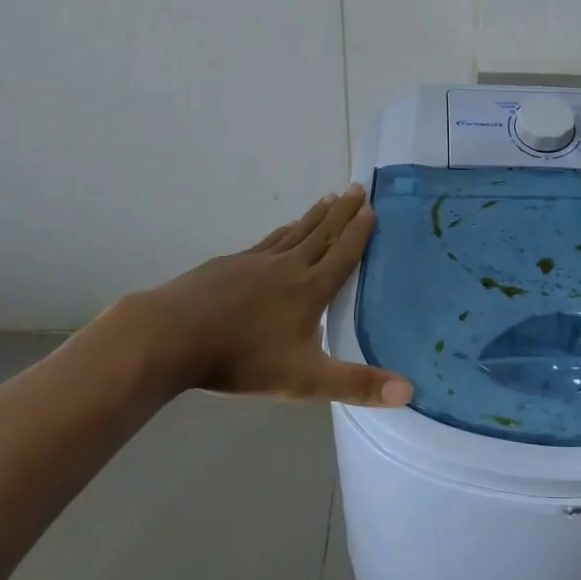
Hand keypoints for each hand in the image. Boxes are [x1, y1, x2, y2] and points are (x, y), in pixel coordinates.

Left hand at [115, 187, 411, 407]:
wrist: (172, 336)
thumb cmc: (242, 358)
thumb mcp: (305, 379)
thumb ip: (355, 385)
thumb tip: (408, 391)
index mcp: (310, 289)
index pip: (343, 255)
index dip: (359, 232)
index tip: (372, 208)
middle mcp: (287, 267)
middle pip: (322, 234)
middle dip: (342, 212)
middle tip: (357, 188)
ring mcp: (254, 262)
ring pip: (294, 233)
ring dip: (315, 216)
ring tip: (328, 198)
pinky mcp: (227, 265)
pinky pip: (266, 242)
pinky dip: (282, 232)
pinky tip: (282, 230)